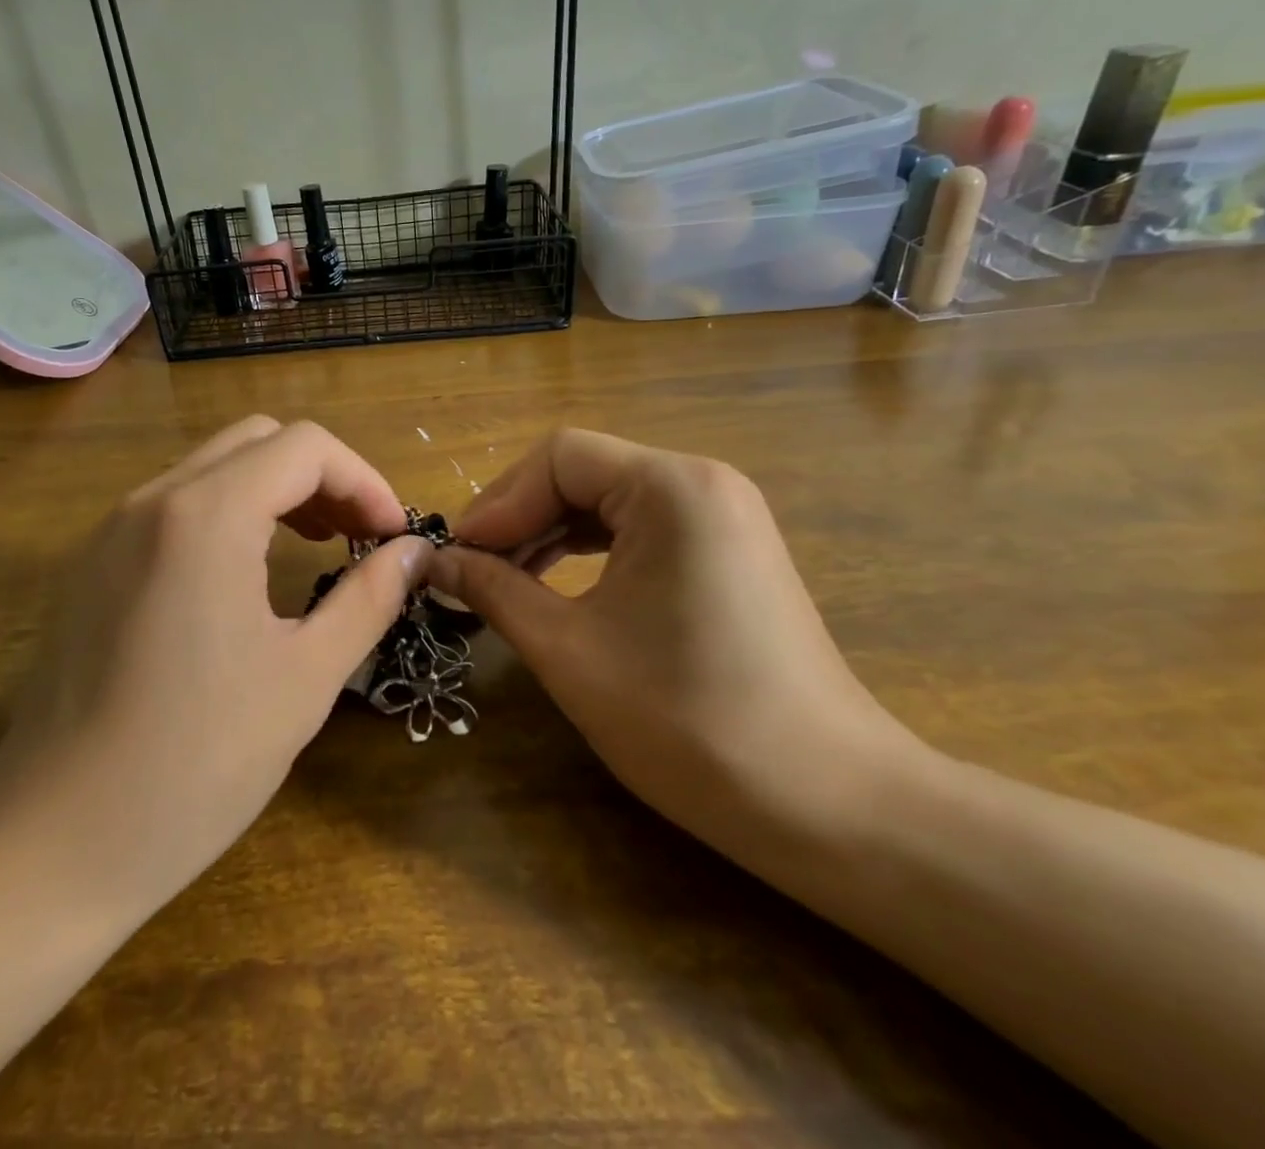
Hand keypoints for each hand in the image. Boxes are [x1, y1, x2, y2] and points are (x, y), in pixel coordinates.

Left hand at [0, 416, 428, 920]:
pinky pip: (174, 504)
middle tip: (357, 536)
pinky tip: (244, 574)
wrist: (54, 841)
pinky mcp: (91, 562)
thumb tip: (412, 552)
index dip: (364, 481)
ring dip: (274, 489)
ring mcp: (113, 528)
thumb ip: (368, 598)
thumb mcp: (306, 678)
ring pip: (212, 466)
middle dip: (322, 477)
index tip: (391, 536)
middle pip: (258, 440)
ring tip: (314, 545)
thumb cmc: (196, 763)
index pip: (305, 447)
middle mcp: (153, 500)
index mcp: (206, 516)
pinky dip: (227, 512)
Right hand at [427, 429, 929, 855]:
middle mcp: (702, 483)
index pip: (558, 458)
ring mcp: (723, 517)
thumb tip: (434, 563)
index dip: (497, 502)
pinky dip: (589, 551)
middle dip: (519, 517)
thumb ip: (493, 591)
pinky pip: (640, 529)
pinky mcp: (728, 553)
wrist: (830, 807)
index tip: (456, 555)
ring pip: (609, 500)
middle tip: (469, 569)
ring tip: (502, 580)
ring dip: (548, 533)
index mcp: (671, 488)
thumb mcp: (569, 651)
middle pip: (583, 472)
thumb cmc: (688, 722)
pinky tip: (556, 585)